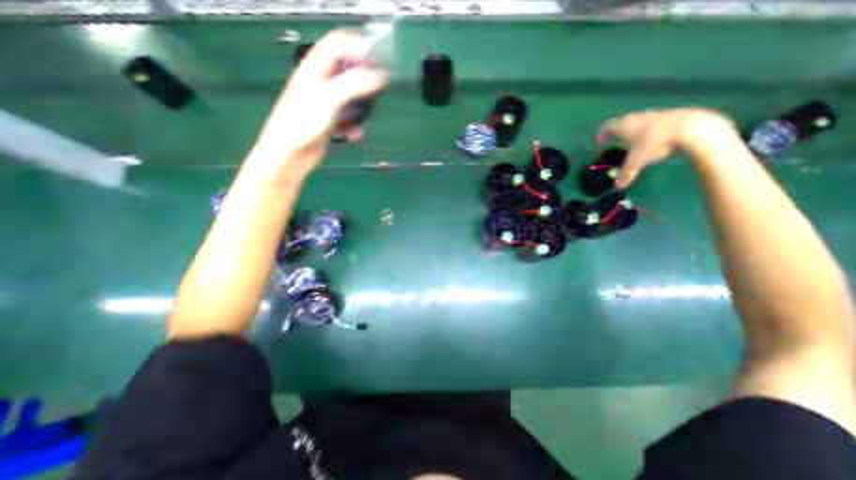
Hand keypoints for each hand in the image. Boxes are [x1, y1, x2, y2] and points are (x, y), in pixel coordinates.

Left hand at [247, 28, 387, 181]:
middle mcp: (321, 80)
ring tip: (366, 117)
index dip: (360, 48)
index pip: (340, 43)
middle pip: (348, 71)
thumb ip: (355, 84)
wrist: (291, 153)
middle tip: (376, 92)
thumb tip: (380, 76)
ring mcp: (325, 101)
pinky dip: (353, 124)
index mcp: (316, 66)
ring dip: (361, 107)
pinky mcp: (329, 119)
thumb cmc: (303, 122)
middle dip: (364, 81)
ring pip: (350, 96)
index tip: (378, 63)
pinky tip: (355, 134)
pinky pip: (347, 117)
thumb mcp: (330, 98)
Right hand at [597, 109, 739, 188]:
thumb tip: (617, 186)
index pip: (606, 127)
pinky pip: (649, 122)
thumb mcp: (637, 160)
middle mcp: (634, 118)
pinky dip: (645, 129)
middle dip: (615, 132)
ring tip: (631, 140)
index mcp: (623, 127)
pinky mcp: (667, 115)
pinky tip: (650, 138)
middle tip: (612, 141)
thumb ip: (627, 173)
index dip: (601, 135)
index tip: (599, 142)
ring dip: (630, 130)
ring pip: (635, 122)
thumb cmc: (655, 142)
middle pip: (620, 123)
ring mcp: (651, 115)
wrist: (690, 127)